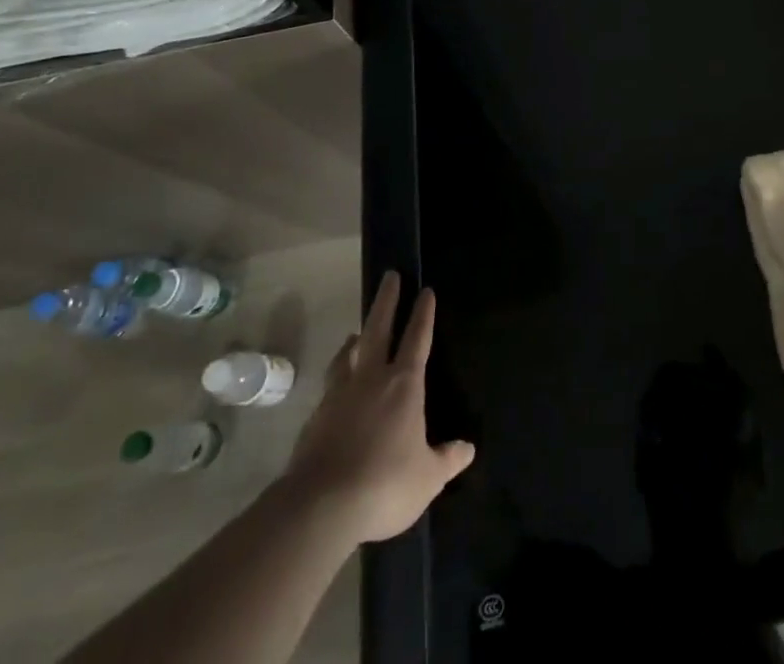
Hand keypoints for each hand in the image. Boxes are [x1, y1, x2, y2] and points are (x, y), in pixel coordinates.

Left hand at [284, 271, 475, 541]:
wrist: (320, 508)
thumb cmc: (385, 485)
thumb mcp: (427, 478)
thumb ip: (446, 460)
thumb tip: (468, 449)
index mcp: (404, 384)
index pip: (418, 337)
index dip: (423, 313)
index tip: (426, 290)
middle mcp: (371, 378)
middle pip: (379, 328)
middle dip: (387, 300)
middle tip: (390, 276)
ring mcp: (339, 395)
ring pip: (348, 354)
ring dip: (356, 338)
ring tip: (357, 333)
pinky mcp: (315, 418)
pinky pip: (330, 385)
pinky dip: (338, 376)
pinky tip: (337, 387)